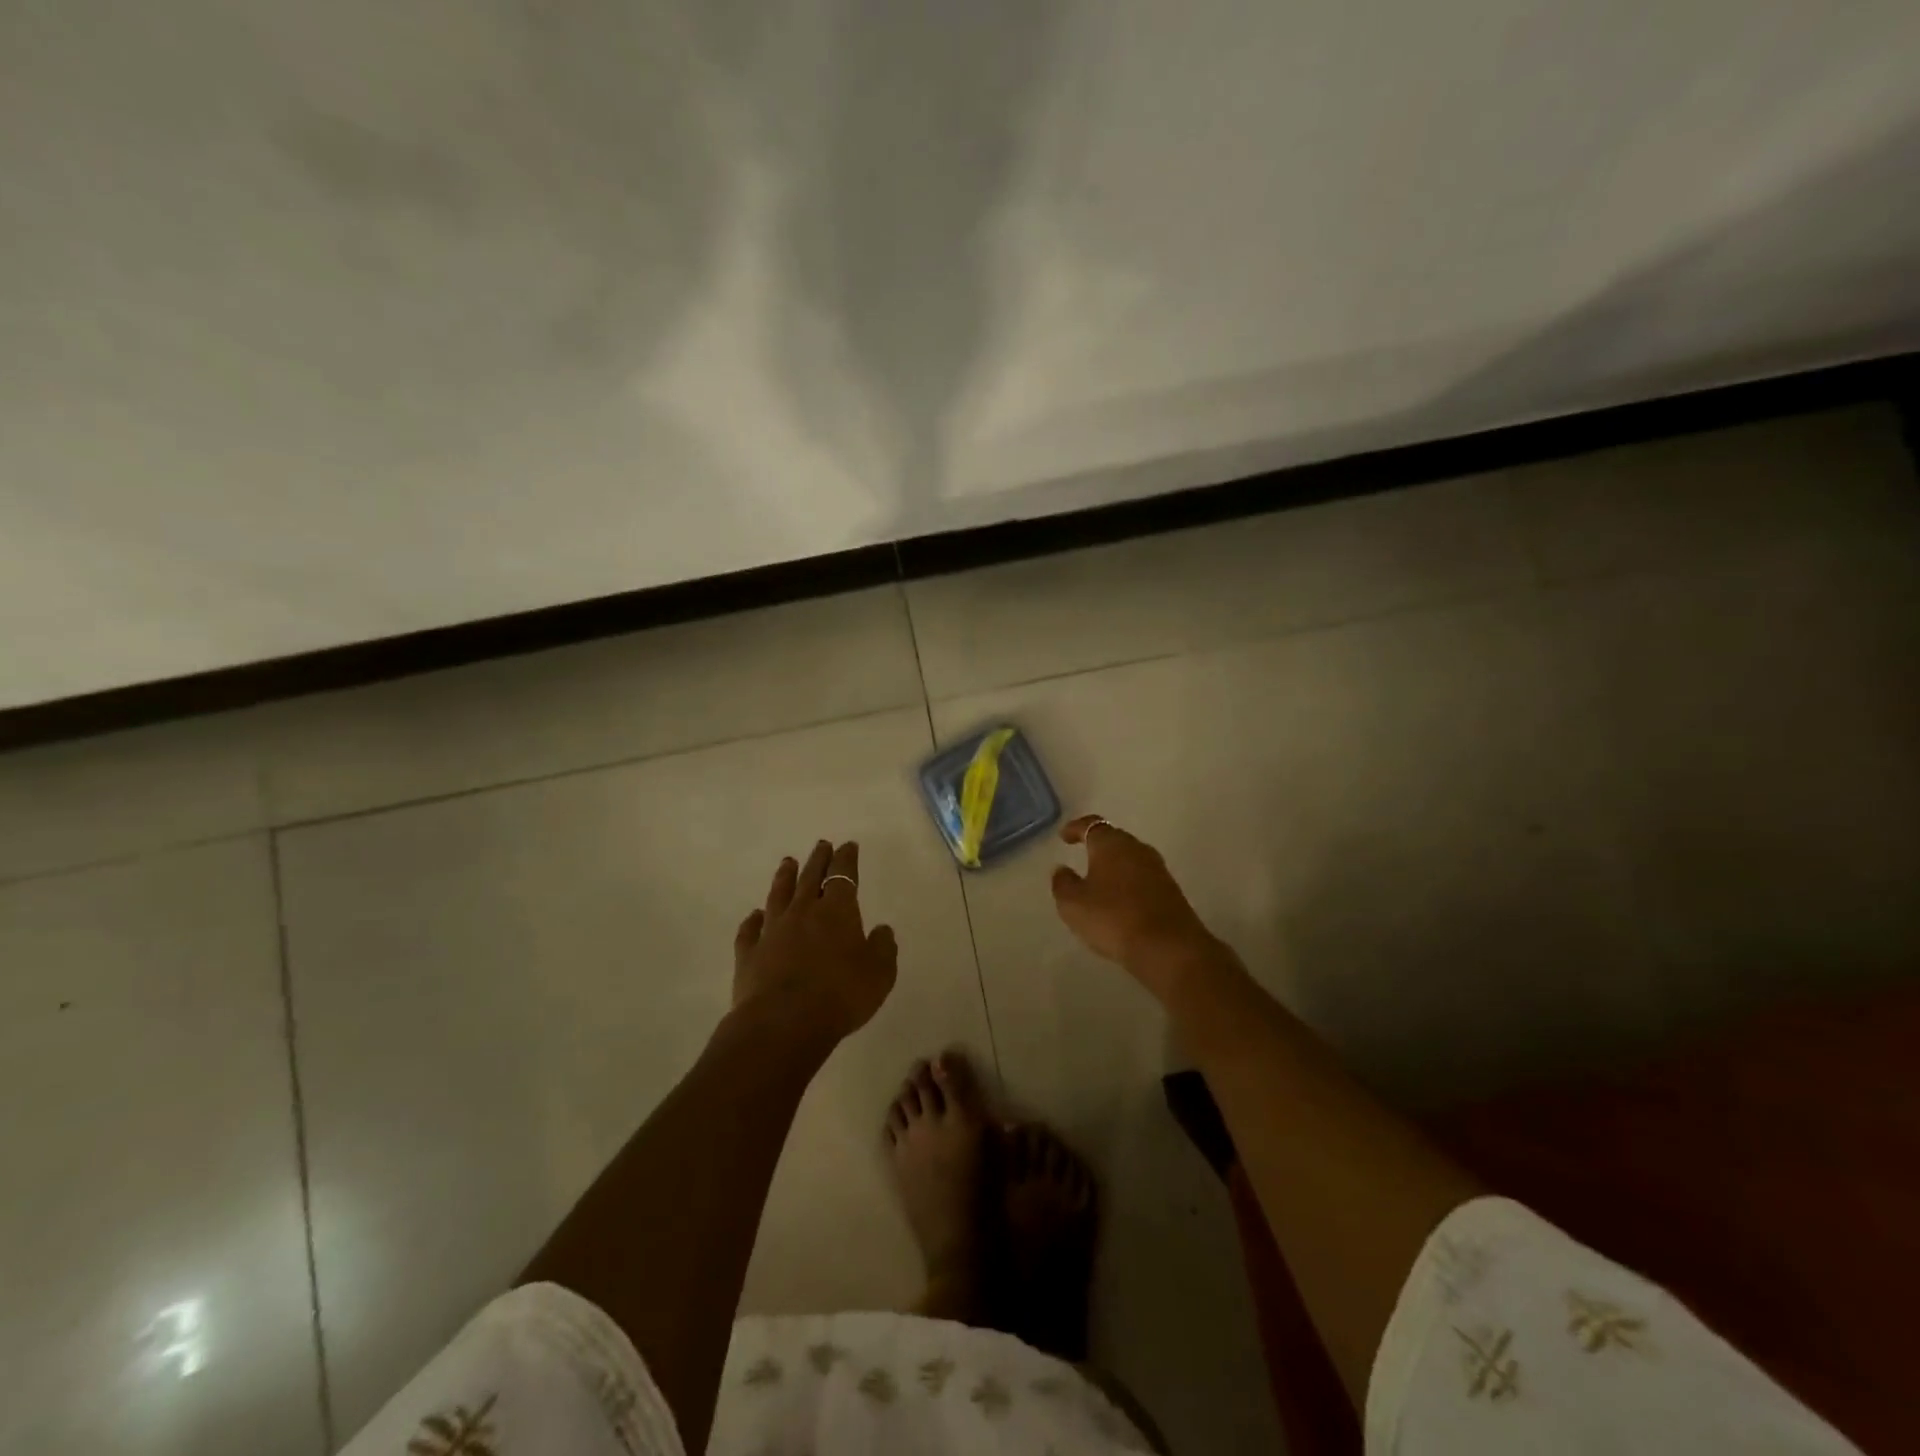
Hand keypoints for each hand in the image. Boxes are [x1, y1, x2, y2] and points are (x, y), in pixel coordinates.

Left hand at [733, 840, 897, 1043]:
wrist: (783, 1023)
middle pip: (811, 878)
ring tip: (787, 862)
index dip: (847, 859)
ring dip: (784, 877)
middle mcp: (803, 912)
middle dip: (818, 860)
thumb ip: (883, 948)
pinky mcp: (749, 953)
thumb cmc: (840, 995)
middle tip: (821, 844)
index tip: (848, 846)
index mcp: (838, 911)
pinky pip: (750, 930)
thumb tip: (881, 929)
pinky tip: (754, 915)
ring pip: (779, 895)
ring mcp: (772, 931)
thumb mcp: (879, 974)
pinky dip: (753, 919)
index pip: (844, 875)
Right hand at [1051, 815, 1217, 997]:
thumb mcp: (1073, 904)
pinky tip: (1121, 901)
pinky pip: (1143, 878)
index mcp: (1111, 844)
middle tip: (1082, 856)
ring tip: (1099, 881)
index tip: (1064, 836)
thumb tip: (1062, 869)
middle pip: (1114, 839)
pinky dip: (1129, 883)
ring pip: (1130, 859)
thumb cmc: (1113, 918)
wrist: (1169, 948)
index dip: (1075, 828)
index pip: (1091, 824)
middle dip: (1097, 846)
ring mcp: (1158, 869)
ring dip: (1115, 866)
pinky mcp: (1171, 890)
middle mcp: (1137, 848)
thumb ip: (1063, 883)